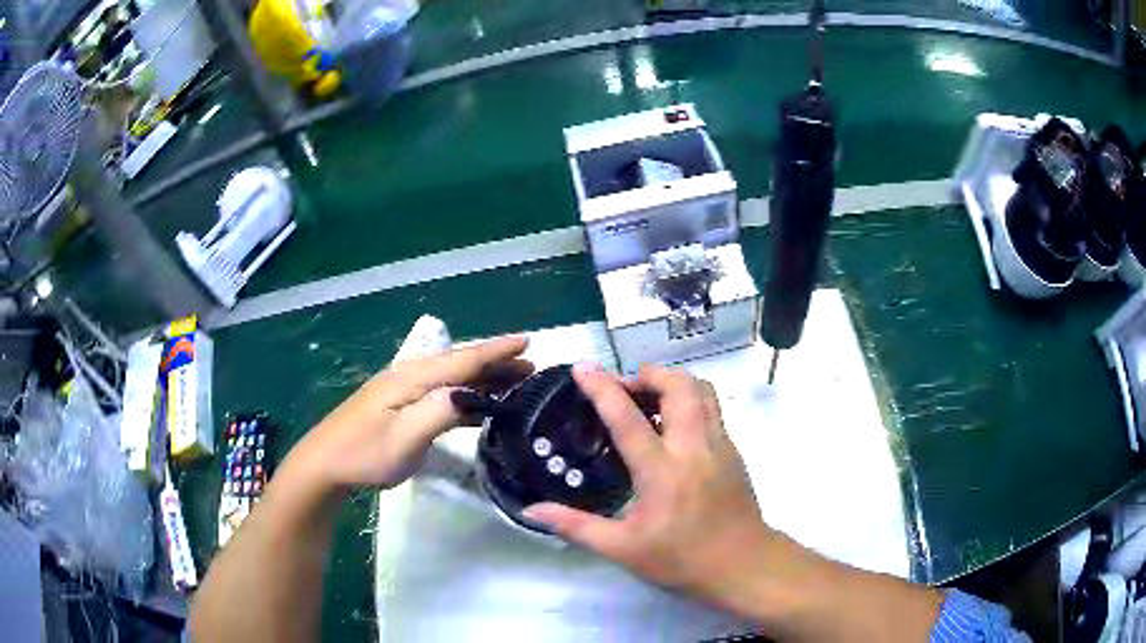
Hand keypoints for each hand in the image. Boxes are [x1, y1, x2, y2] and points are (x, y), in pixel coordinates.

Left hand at [285, 336, 530, 494]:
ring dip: (483, 378)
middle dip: (496, 363)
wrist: (324, 465)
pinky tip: (478, 404)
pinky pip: (441, 392)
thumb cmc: (365, 454)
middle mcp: (409, 376)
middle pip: (459, 364)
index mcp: (412, 378)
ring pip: (451, 378)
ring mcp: (402, 390)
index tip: (528, 341)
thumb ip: (440, 412)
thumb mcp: (405, 437)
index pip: (463, 360)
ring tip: (514, 381)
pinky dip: (465, 393)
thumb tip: (473, 394)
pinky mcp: (398, 405)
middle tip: (531, 366)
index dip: (496, 351)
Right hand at [524, 363, 774, 604]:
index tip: (582, 368)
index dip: (603, 388)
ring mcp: (721, 445)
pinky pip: (713, 409)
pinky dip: (691, 401)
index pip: (628, 419)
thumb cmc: (682, 560)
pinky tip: (674, 427)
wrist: (743, 565)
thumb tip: (531, 511)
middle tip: (624, 388)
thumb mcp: (623, 549)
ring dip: (674, 382)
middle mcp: (695, 448)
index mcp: (662, 472)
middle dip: (648, 374)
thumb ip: (576, 526)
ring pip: (703, 390)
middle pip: (679, 386)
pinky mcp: (735, 451)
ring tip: (649, 399)